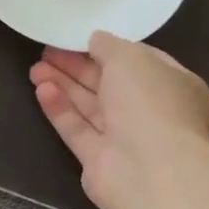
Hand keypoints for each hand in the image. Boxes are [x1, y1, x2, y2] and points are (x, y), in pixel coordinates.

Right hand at [29, 32, 208, 208]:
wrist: (150, 171)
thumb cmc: (150, 104)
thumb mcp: (131, 58)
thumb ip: (109, 45)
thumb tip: (95, 39)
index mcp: (173, 85)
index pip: (139, 62)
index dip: (108, 48)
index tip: (78, 37)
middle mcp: (151, 112)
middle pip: (109, 84)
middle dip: (77, 66)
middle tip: (46, 51)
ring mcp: (126, 138)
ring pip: (90, 106)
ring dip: (64, 85)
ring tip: (34, 68)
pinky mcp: (99, 160)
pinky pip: (77, 128)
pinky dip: (60, 109)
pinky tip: (41, 89)